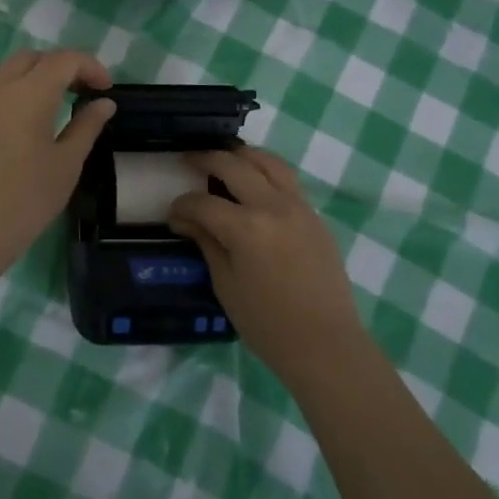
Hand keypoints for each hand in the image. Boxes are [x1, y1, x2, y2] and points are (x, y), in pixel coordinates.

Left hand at [0, 49, 117, 282]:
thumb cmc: (26, 200)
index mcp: (30, 94)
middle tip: (81, 92)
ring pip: (5, 69)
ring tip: (48, 100)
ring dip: (31, 73)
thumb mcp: (67, 164)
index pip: (64, 60)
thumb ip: (87, 126)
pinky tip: (18, 119)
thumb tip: (104, 103)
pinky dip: (8, 89)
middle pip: (33, 58)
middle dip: (61, 67)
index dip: (90, 67)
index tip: (105, 90)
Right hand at [169, 145, 364, 377]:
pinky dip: (266, 170)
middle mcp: (273, 206)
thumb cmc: (267, 324)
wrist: (324, 343)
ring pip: (267, 161)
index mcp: (246, 228)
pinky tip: (253, 180)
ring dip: (241, 155)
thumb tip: (184, 219)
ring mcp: (298, 206)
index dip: (182, 205)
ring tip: (224, 158)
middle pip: (234, 165)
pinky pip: (287, 178)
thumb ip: (206, 243)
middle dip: (206, 159)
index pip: (204, 203)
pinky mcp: (314, 214)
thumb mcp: (226, 285)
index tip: (173, 213)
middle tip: (188, 161)